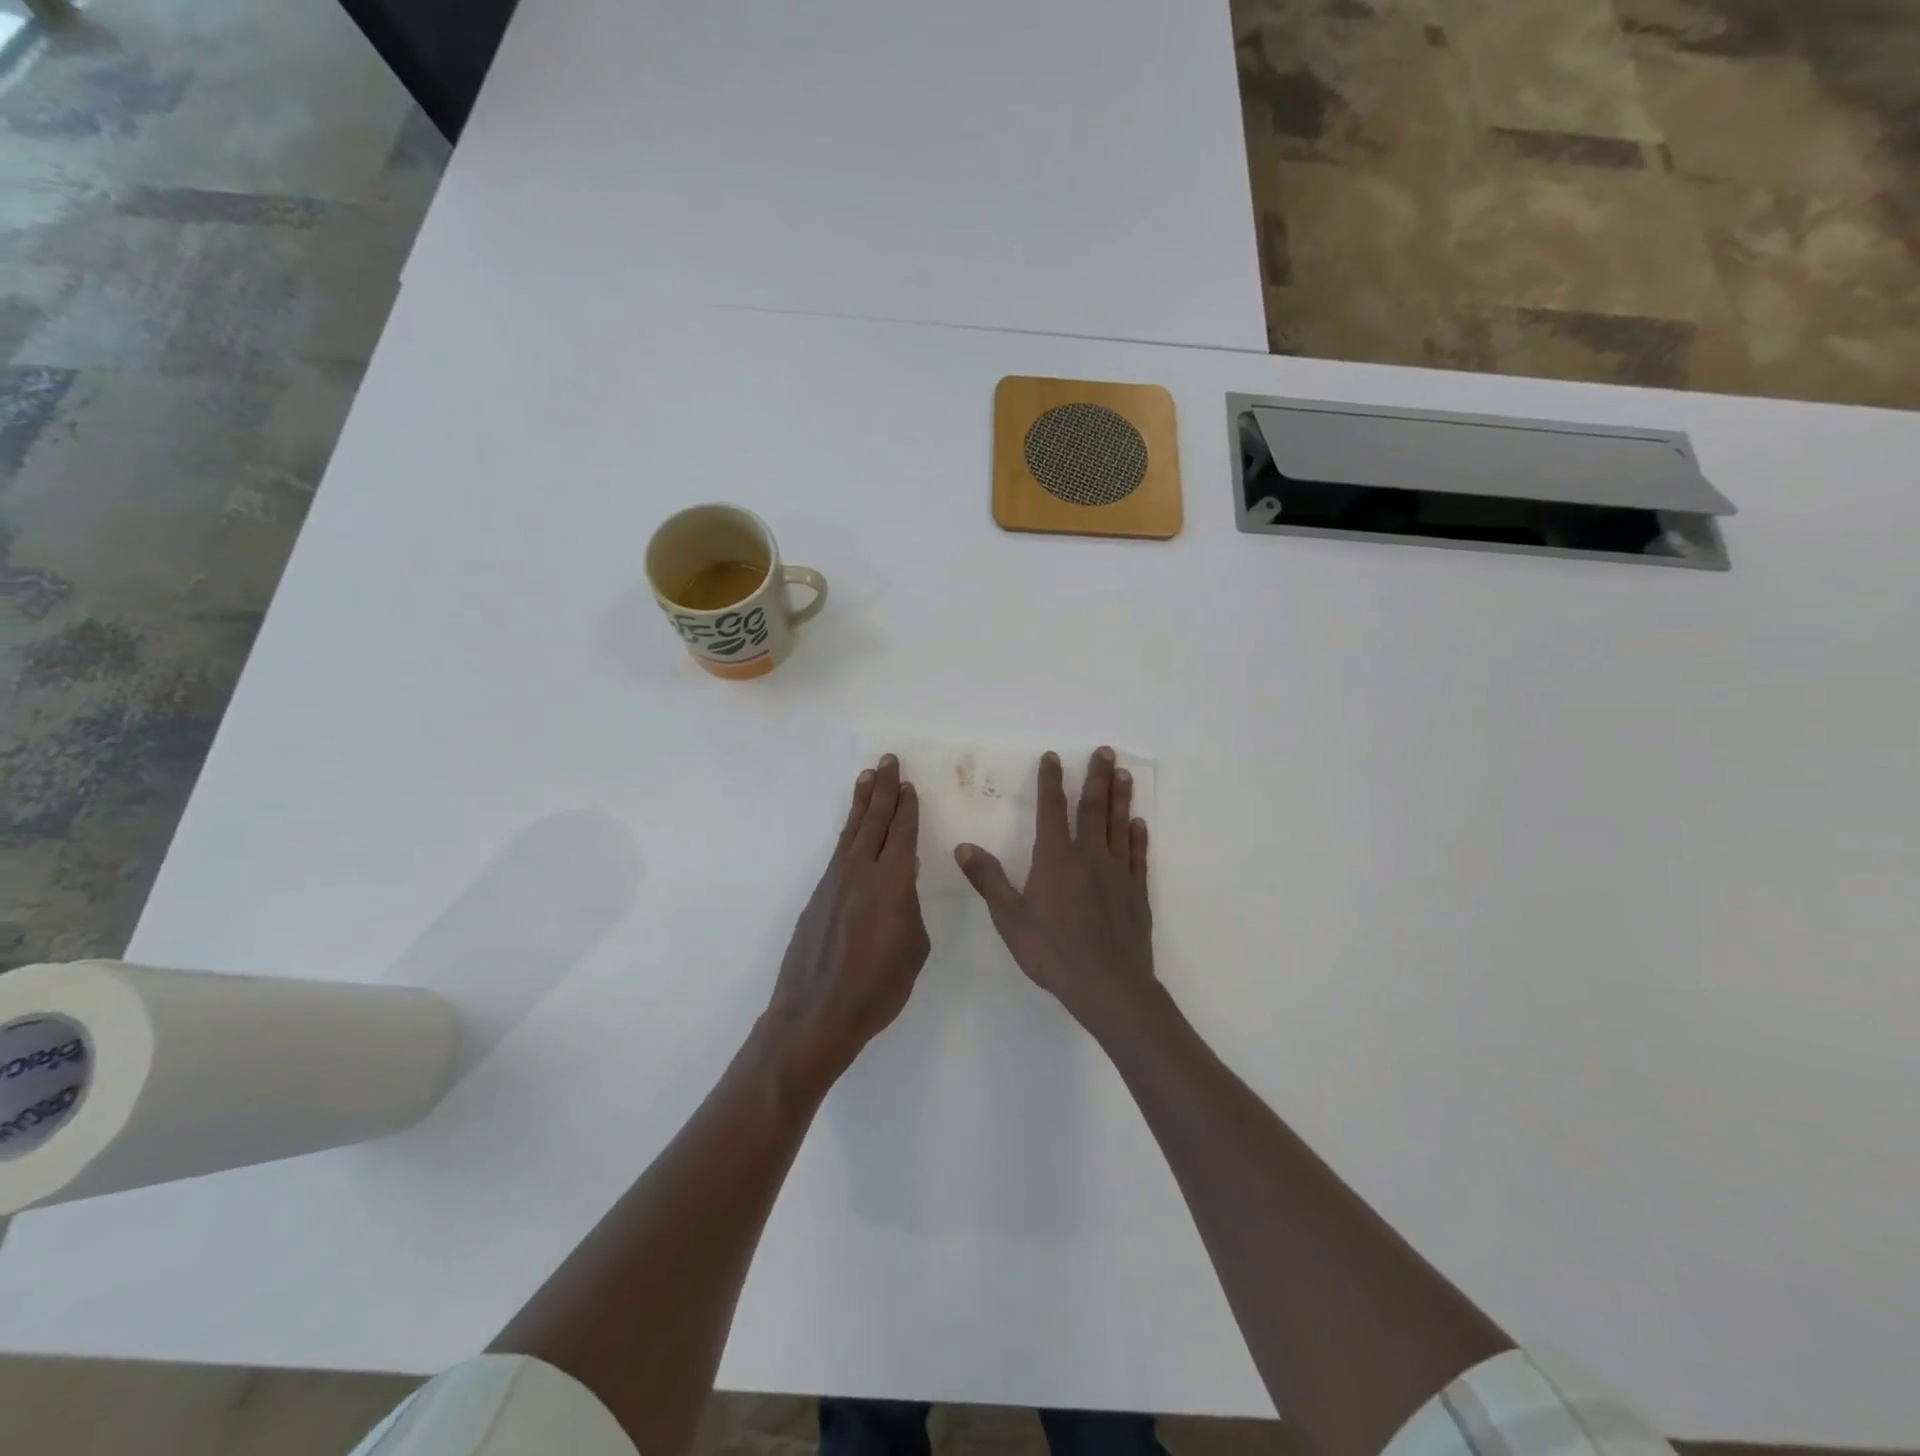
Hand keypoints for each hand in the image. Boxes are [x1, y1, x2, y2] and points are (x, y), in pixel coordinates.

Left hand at [767, 755, 930, 1087]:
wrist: (816, 1014)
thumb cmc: (877, 987)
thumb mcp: (913, 948)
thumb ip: (910, 907)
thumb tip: (904, 880)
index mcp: (891, 881)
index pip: (901, 833)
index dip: (906, 807)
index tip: (908, 784)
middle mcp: (860, 872)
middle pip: (873, 820)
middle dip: (883, 789)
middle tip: (887, 761)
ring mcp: (833, 883)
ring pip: (850, 832)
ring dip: (861, 803)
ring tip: (866, 778)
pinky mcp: (817, 898)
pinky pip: (838, 854)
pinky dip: (848, 834)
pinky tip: (851, 832)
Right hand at [955, 747, 1156, 1035]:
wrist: (1108, 984)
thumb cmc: (1052, 951)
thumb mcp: (1009, 918)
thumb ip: (988, 879)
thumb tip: (963, 847)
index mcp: (1055, 858)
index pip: (1051, 809)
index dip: (1051, 781)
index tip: (1053, 757)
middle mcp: (1089, 855)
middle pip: (1093, 807)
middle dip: (1096, 777)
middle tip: (1105, 751)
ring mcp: (1117, 872)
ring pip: (1118, 824)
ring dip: (1121, 797)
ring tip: (1124, 774)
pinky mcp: (1136, 891)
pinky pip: (1137, 855)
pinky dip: (1137, 836)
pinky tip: (1138, 824)